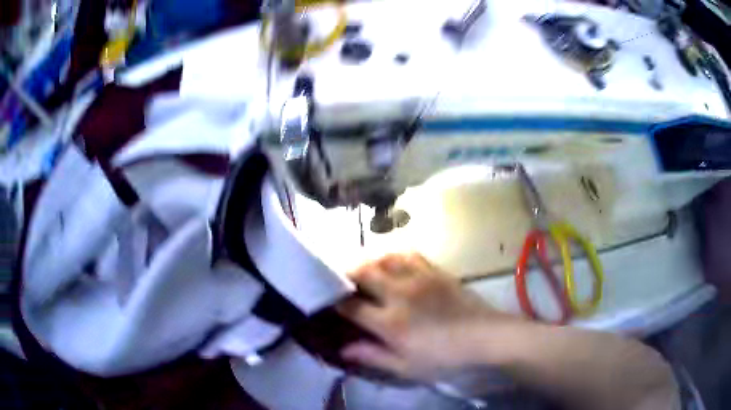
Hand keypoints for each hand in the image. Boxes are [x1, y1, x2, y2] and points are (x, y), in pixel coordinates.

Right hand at [336, 253, 516, 380]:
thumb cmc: (445, 358)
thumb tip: (343, 349)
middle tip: (342, 280)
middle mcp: (399, 294)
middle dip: (347, 274)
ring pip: (385, 258)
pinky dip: (395, 255)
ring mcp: (419, 278)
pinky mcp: (436, 271)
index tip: (328, 301)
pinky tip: (393, 262)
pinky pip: (410, 254)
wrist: (485, 337)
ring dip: (370, 261)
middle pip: (363, 273)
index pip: (351, 306)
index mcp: (390, 322)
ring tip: (365, 269)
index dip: (335, 302)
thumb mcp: (406, 367)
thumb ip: (373, 356)